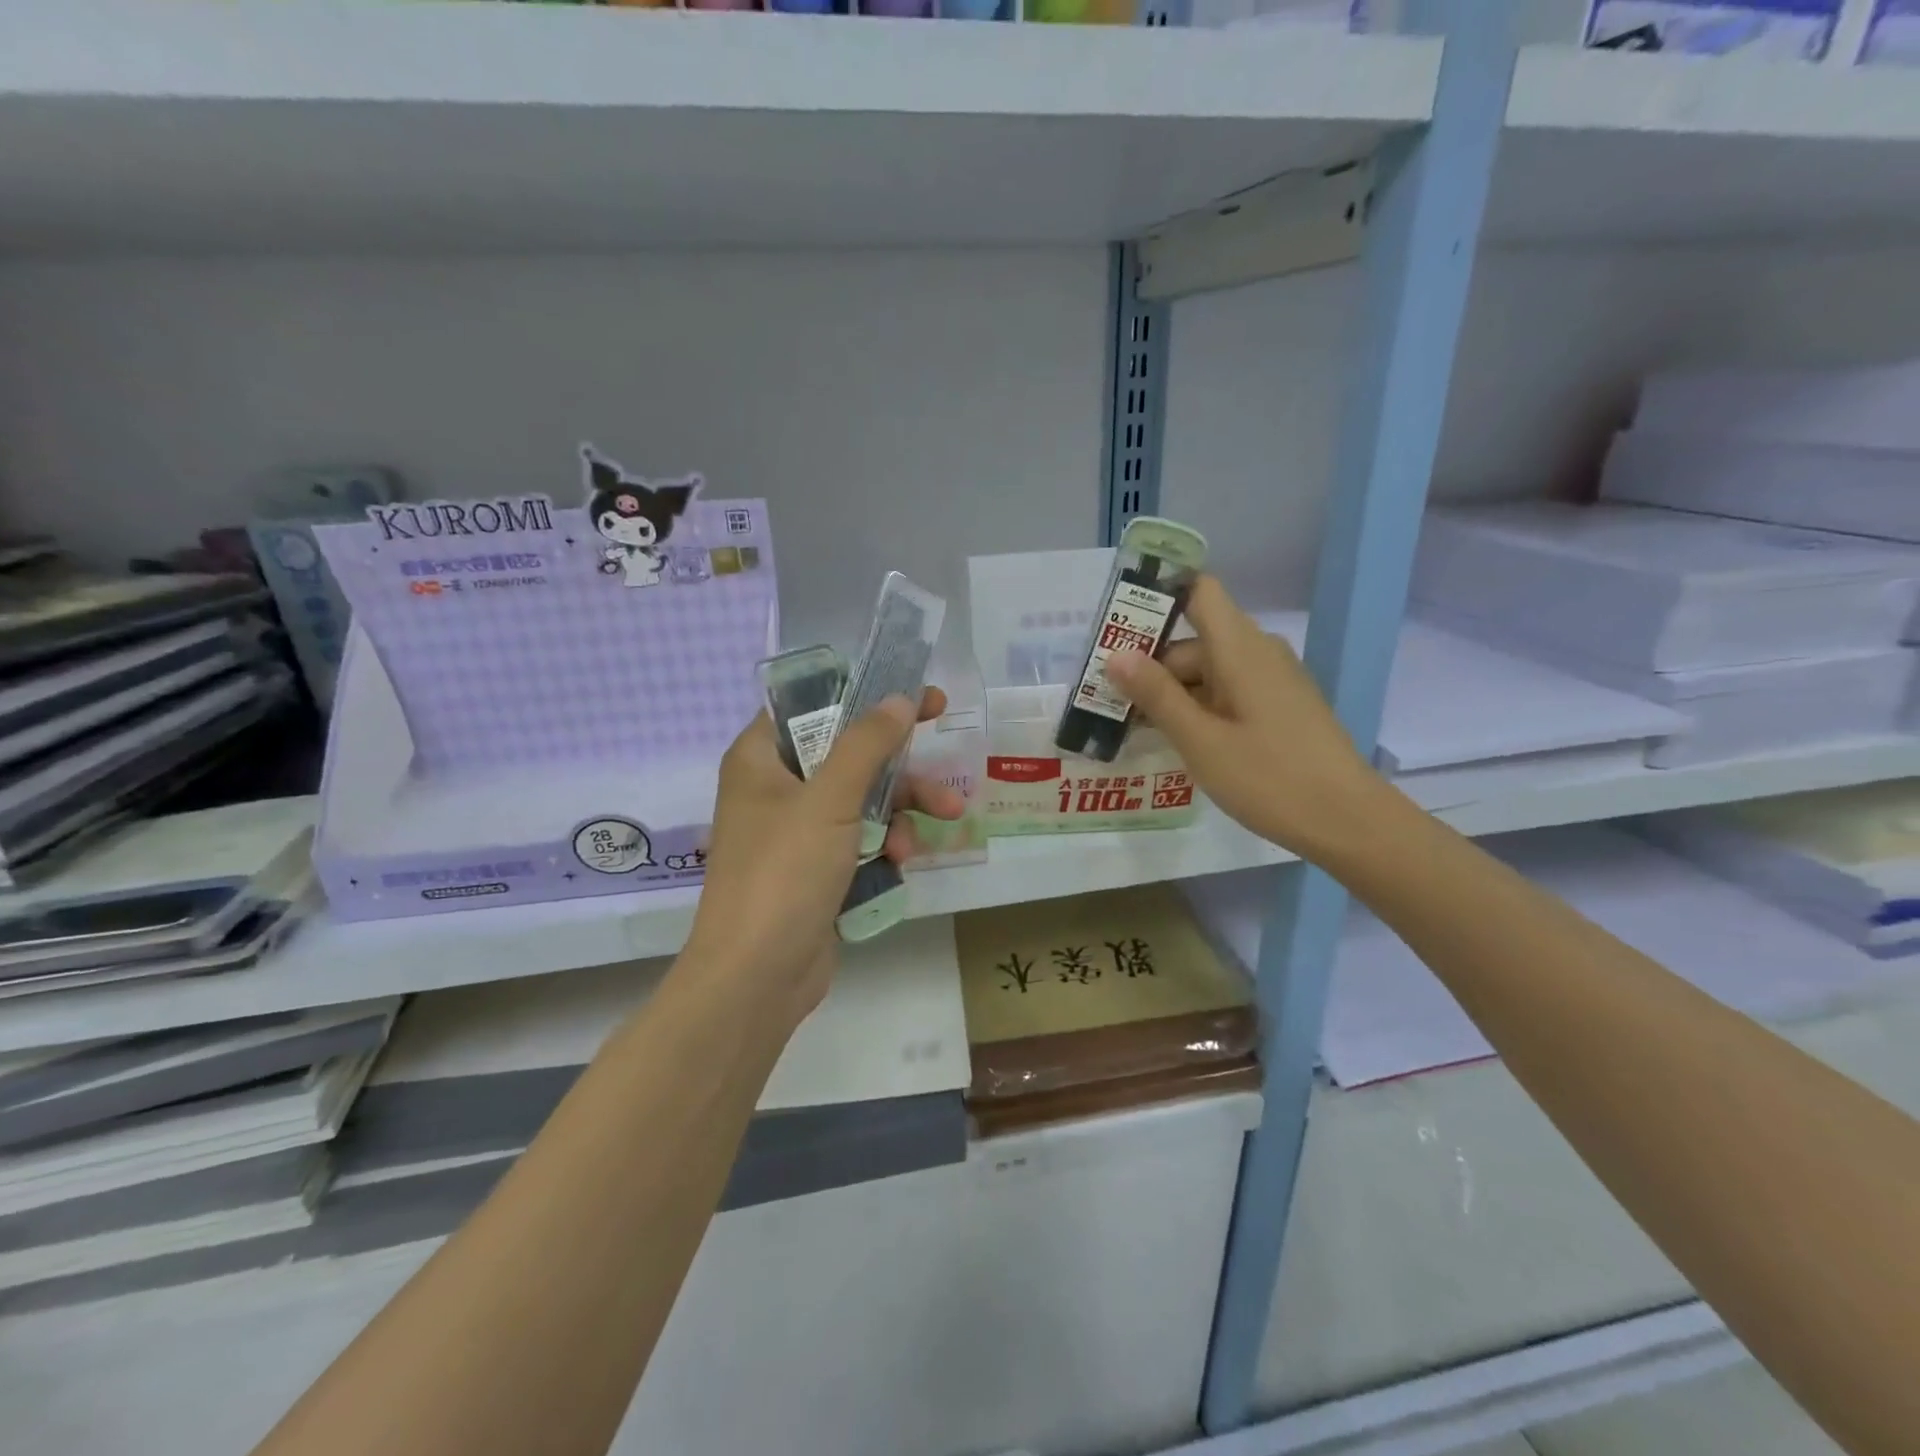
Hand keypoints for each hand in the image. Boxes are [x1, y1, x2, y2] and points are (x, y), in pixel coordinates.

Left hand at [683, 690, 964, 1026]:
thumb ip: (867, 744)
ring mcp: (796, 833)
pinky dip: (885, 843)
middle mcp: (775, 789)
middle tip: (946, 751)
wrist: (757, 976)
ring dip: (902, 808)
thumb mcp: (829, 799)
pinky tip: (902, 860)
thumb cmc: (784, 872)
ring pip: (862, 800)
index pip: (811, 706)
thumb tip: (900, 699)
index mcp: (760, 759)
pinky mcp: (816, 870)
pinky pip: (860, 839)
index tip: (913, 696)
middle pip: (847, 754)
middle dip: (900, 764)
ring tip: (944, 819)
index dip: (863, 695)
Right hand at [1104, 576, 1382, 857]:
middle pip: (1194, 641)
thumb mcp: (1200, 741)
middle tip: (1110, 704)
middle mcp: (1258, 652)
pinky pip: (1229, 691)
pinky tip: (1178, 741)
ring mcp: (1272, 680)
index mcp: (1240, 648)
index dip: (1159, 597)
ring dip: (1172, 693)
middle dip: (1151, 667)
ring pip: (1209, 670)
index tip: (1118, 628)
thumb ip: (1157, 695)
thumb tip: (1115, 654)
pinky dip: (1199, 707)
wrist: (1348, 820)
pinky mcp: (1279, 705)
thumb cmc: (1269, 778)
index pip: (1198, 591)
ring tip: (1133, 729)